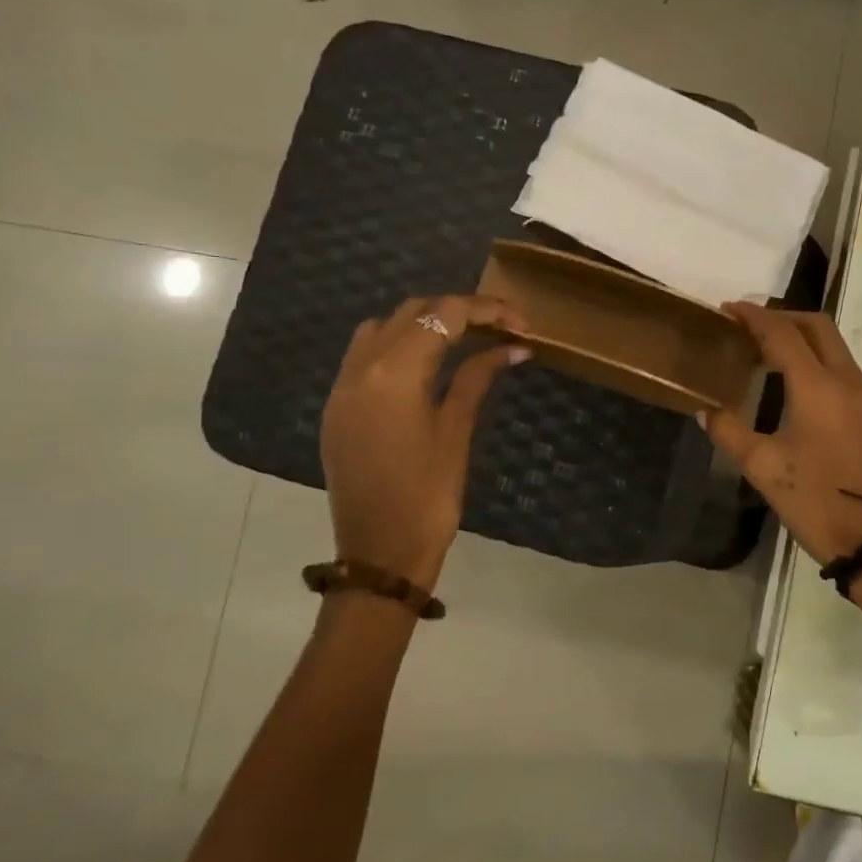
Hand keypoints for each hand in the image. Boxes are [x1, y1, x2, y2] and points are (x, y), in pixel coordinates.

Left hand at [320, 294, 528, 588]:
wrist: (380, 552)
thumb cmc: (429, 494)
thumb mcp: (456, 430)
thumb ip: (478, 378)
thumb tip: (513, 347)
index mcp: (394, 373)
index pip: (445, 315)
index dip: (488, 310)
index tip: (523, 323)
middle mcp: (361, 368)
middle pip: (414, 312)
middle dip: (459, 311)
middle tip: (501, 329)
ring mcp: (343, 386)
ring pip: (384, 326)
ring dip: (425, 323)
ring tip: (466, 340)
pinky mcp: (338, 406)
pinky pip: (365, 353)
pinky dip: (399, 344)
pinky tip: (428, 365)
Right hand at [700, 304, 861, 563]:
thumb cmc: (818, 503)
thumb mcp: (764, 470)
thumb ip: (730, 433)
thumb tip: (705, 410)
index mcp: (818, 387)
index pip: (783, 333)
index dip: (754, 316)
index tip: (729, 310)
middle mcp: (849, 382)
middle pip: (818, 327)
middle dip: (784, 317)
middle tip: (751, 328)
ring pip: (837, 349)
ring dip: (805, 342)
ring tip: (770, 358)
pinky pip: (848, 374)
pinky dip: (821, 366)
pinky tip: (801, 392)